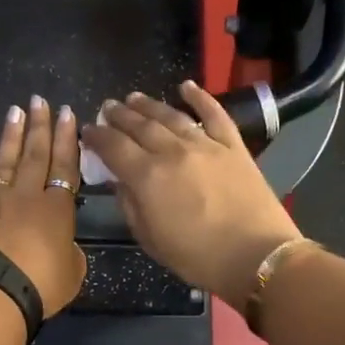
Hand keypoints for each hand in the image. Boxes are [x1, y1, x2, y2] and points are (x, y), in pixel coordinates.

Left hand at [0, 97, 87, 315]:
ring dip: (10, 136)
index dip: (67, 139)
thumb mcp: (71, 274)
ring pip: (3, 161)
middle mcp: (25, 196)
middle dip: (39, 126)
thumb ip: (71, 255)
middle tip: (39, 100)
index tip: (67, 113)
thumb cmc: (39, 285)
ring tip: (14, 111)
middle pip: (34, 154)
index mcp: (56, 208)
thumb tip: (64, 247)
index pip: (65, 166)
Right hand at [82, 82, 302, 307]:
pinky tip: (186, 87)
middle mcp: (172, 152)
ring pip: (171, 116)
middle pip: (139, 126)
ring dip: (149, 105)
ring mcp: (205, 145)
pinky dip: (200, 97)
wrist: (257, 257)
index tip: (87, 130)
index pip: (113, 147)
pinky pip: (214, 114)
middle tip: (108, 107)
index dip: (97, 136)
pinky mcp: (233, 146)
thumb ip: (130, 205)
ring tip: (134, 97)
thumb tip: (119, 181)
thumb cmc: (198, 257)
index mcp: (147, 176)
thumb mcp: (150, 239)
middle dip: (119, 115)